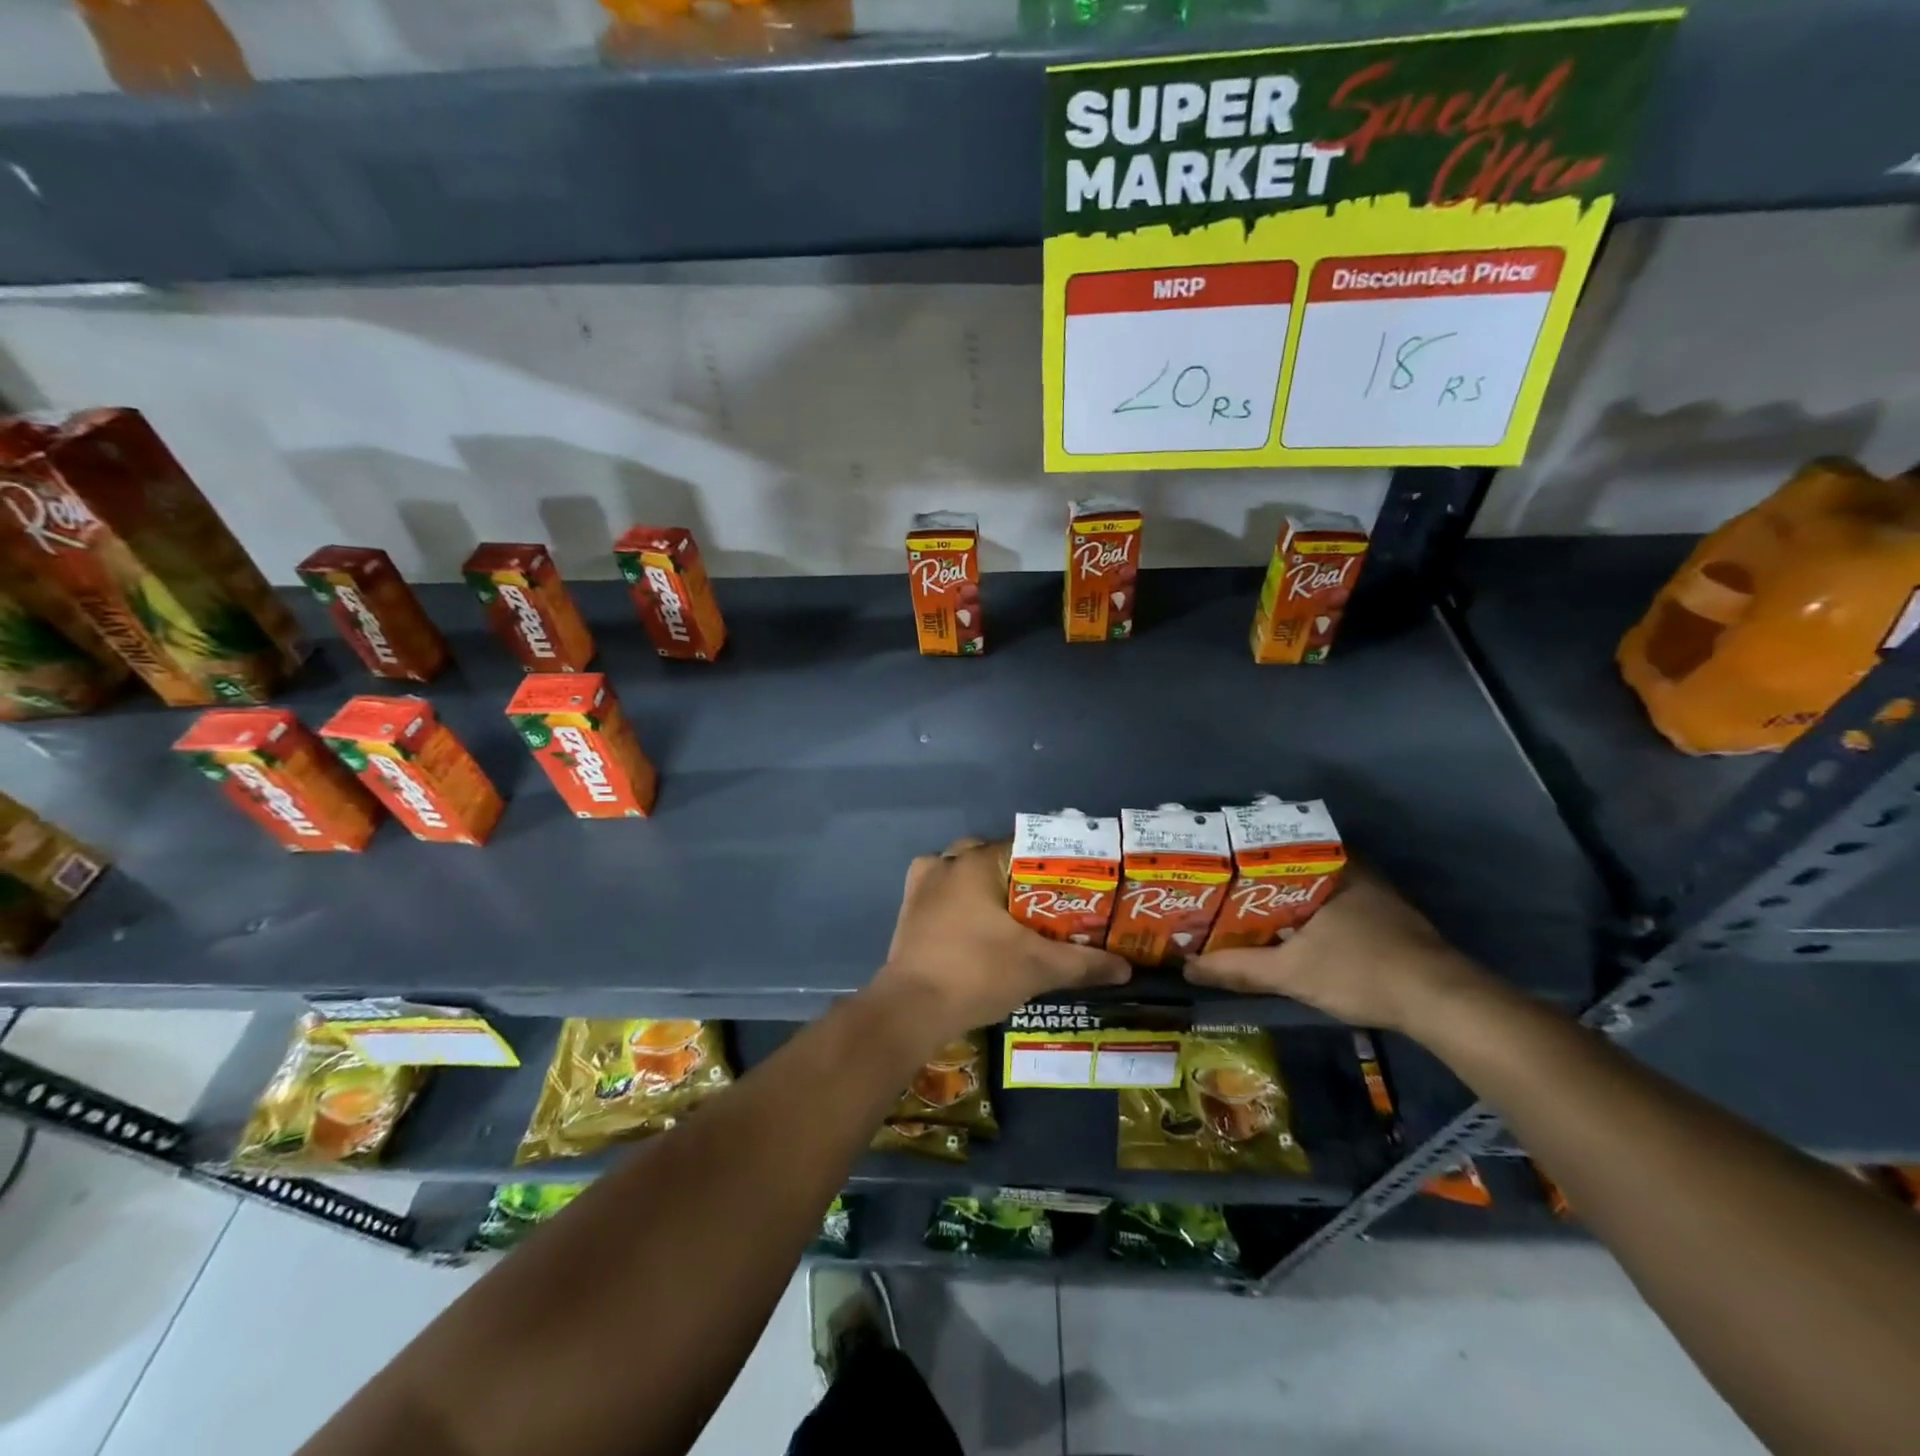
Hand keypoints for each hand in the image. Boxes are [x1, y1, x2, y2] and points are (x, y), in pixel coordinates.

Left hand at [869, 838, 1131, 1046]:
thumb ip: (1084, 963)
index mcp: (977, 862)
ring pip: (962, 871)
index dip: (1052, 863)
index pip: (1025, 846)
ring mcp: (921, 885)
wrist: (912, 1009)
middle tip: (1044, 900)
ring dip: (984, 885)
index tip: (1074, 882)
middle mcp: (947, 863)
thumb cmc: (977, 973)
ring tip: (1010, 912)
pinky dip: (957, 900)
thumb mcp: (1038, 967)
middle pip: (991, 855)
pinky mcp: (908, 910)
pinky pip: (939, 892)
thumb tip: (1126, 968)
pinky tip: (974, 922)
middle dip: (1017, 874)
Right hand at [1184, 866, 1491, 1032]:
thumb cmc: (1359, 971)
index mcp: (1328, 867)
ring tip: (1251, 912)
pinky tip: (1296, 933)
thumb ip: (1238, 968)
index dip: (1242, 857)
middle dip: (1261, 880)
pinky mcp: (1391, 919)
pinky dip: (1313, 913)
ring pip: (1318, 887)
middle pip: (1295, 867)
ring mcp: (1376, 893)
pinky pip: (1337, 904)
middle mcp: (1353, 870)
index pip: (1275, 847)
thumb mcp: (1290, 973)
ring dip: (1289, 898)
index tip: (1216, 867)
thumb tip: (1188, 968)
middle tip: (1226, 893)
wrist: (1441, 1003)